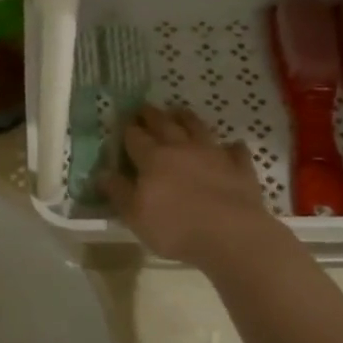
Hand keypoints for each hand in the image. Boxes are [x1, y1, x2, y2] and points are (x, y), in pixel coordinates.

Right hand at [100, 106, 276, 269]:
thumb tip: (103, 173)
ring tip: (179, 111)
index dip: (128, 129)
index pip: (135, 137)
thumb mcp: (135, 215)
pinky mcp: (239, 167)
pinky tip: (230, 146)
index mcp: (153, 158)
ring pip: (198, 128)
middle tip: (145, 108)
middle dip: (152, 115)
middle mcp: (181, 148)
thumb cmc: (175, 227)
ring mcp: (213, 154)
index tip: (124, 121)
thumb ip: (118, 192)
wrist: (230, 235)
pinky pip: (234, 150)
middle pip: (164, 124)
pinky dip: (230, 146)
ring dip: (187, 118)